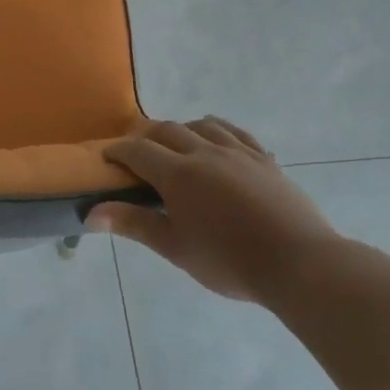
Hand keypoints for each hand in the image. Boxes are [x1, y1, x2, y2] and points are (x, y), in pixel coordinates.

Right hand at [87, 118, 338, 303]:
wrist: (299, 263)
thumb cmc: (229, 260)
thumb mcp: (175, 247)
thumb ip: (134, 224)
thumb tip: (91, 213)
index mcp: (178, 174)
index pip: (138, 151)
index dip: (118, 151)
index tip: (106, 158)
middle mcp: (205, 153)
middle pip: (168, 130)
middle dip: (146, 136)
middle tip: (136, 152)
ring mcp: (239, 153)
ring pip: (203, 125)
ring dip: (182, 129)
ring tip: (176, 144)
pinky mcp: (265, 160)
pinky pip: (237, 133)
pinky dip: (219, 131)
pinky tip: (219, 142)